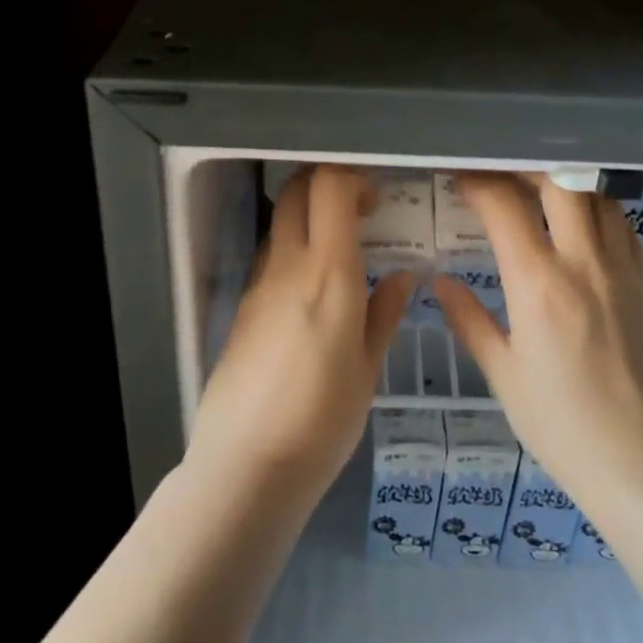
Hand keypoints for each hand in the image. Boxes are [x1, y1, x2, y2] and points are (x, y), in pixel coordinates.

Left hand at [188, 166, 416, 500]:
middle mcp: (287, 266)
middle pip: (296, 191)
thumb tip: (401, 276)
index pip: (329, 187)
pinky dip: (292, 250)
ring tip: (340, 247)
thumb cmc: (323, 419)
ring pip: (279, 222)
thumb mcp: (367, 369)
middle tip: (359, 208)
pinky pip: (269, 258)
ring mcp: (258, 285)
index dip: (353, 177)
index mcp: (328, 273)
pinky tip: (312, 288)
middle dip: (326, 182)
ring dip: (307, 215)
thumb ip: (383, 313)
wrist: (247, 465)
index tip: (376, 197)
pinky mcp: (241, 308)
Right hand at [432, 172, 642, 497]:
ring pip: (597, 197)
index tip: (460, 180)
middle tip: (501, 176)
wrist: (638, 460)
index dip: (478, 183)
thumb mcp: (502, 373)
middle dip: (525, 169)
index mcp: (539, 285)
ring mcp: (622, 270)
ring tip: (540, 193)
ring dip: (565, 186)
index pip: (504, 207)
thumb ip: (468, 319)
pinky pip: (624, 227)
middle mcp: (584, 263)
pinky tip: (581, 228)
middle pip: (559, 182)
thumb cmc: (558, 422)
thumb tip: (438, 282)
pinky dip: (598, 212)